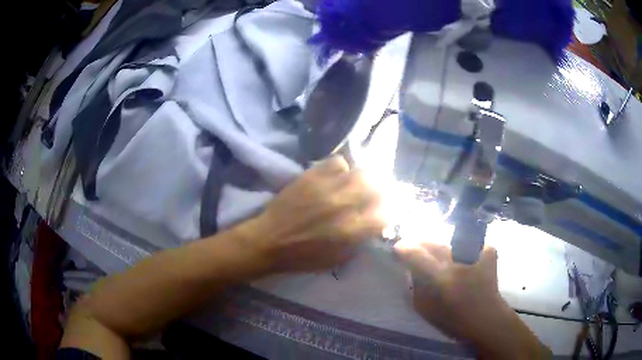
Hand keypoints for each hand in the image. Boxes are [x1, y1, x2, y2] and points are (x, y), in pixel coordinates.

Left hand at [243, 155, 384, 272]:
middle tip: (373, 195)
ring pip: (360, 171)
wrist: (269, 241)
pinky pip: (336, 162)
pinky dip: (341, 168)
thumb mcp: (337, 260)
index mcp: (350, 231)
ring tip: (356, 184)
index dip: (387, 213)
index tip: (382, 213)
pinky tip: (336, 177)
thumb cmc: (302, 257)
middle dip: (380, 191)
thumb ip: (359, 242)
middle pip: (377, 186)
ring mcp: (327, 188)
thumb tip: (373, 225)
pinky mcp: (311, 176)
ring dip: (362, 178)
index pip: (385, 214)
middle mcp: (343, 206)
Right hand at [394, 240, 550, 359]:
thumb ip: (415, 283)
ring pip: (449, 242)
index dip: (403, 248)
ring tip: (442, 260)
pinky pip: (466, 243)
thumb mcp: (424, 306)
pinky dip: (460, 250)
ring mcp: (477, 251)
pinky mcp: (488, 249)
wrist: (487, 318)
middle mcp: (460, 261)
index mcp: (441, 279)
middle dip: (422, 246)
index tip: (397, 248)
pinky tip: (461, 262)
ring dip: (441, 249)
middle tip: (418, 251)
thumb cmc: (452, 318)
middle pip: (433, 242)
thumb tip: (409, 263)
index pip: (415, 253)